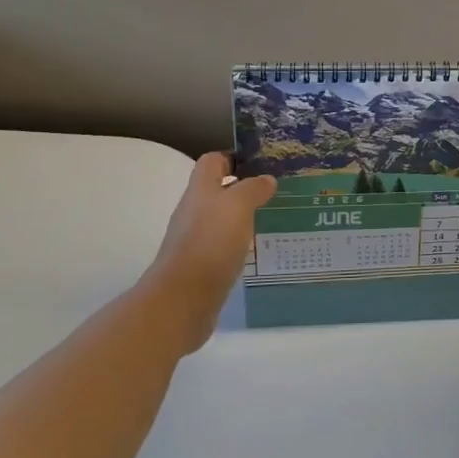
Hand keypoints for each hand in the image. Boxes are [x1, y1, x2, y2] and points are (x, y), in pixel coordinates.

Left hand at [141, 153, 275, 352]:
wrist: (183, 299)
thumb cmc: (210, 242)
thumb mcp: (238, 206)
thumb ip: (253, 189)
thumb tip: (266, 179)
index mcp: (200, 190)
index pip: (213, 162)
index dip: (234, 158)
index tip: (262, 165)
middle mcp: (194, 212)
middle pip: (218, 191)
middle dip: (245, 189)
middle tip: (276, 193)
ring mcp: (196, 240)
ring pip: (222, 220)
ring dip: (244, 218)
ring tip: (273, 219)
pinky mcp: (202, 266)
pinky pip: (224, 247)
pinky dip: (240, 245)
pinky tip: (259, 250)